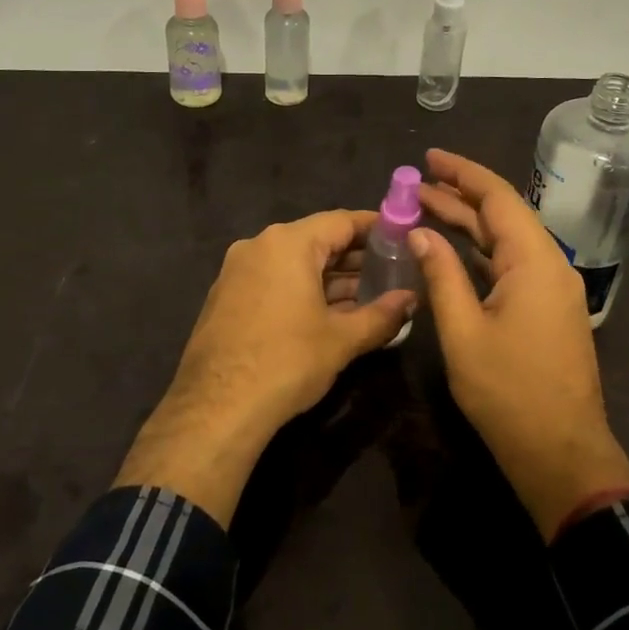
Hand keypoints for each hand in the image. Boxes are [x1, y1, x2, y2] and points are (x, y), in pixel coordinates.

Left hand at [116, 211, 413, 524]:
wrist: (216, 408)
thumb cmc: (286, 362)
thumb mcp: (342, 339)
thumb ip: (382, 315)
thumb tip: (411, 300)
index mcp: (288, 244)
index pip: (341, 221)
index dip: (377, 228)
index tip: (403, 237)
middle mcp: (259, 246)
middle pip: (317, 240)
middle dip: (356, 257)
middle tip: (393, 271)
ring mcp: (238, 272)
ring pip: (295, 264)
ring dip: (331, 278)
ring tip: (370, 296)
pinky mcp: (227, 298)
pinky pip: (274, 281)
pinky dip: (304, 291)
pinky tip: (331, 314)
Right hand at [412, 149, 628, 538]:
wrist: (560, 451)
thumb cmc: (508, 392)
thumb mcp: (463, 332)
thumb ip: (441, 276)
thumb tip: (420, 233)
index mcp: (534, 262)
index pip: (498, 198)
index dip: (462, 173)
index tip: (428, 158)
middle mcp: (549, 265)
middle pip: (503, 215)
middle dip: (459, 196)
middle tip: (415, 184)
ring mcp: (552, 289)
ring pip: (506, 241)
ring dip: (468, 224)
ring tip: (425, 208)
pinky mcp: (547, 309)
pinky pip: (511, 266)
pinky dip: (480, 253)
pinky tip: (451, 250)